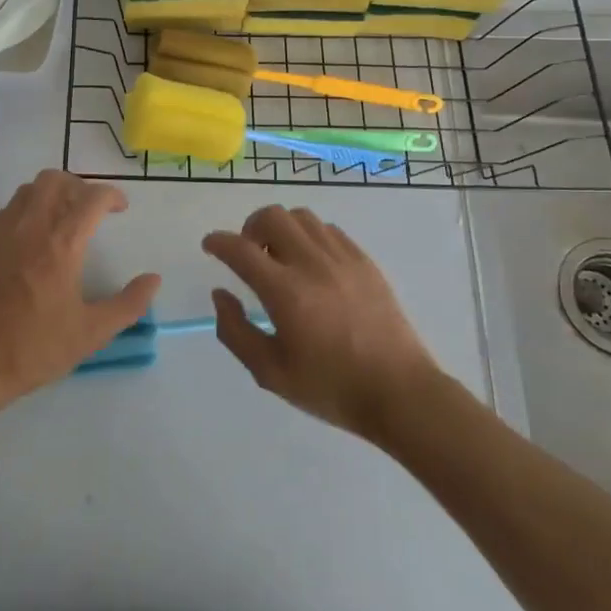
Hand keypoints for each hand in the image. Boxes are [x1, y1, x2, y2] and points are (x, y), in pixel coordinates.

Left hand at [0, 170, 160, 408]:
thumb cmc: (35, 349)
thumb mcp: (92, 333)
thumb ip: (128, 304)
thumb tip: (153, 279)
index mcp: (61, 245)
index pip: (91, 198)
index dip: (111, 196)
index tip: (121, 208)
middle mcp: (30, 227)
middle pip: (56, 180)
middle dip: (80, 186)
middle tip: (92, 210)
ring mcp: (1, 232)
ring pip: (29, 189)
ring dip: (52, 193)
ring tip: (64, 219)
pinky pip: (9, 208)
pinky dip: (28, 208)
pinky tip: (34, 238)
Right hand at [203, 205, 437, 440]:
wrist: (400, 393)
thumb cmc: (331, 388)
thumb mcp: (270, 373)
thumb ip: (236, 331)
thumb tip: (220, 294)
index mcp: (285, 292)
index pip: (240, 249)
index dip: (218, 242)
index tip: (210, 245)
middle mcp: (312, 264)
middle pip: (272, 217)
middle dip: (249, 227)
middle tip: (249, 253)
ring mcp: (343, 259)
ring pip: (301, 217)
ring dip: (281, 228)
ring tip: (280, 256)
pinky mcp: (365, 262)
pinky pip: (329, 230)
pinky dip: (310, 236)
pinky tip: (312, 262)